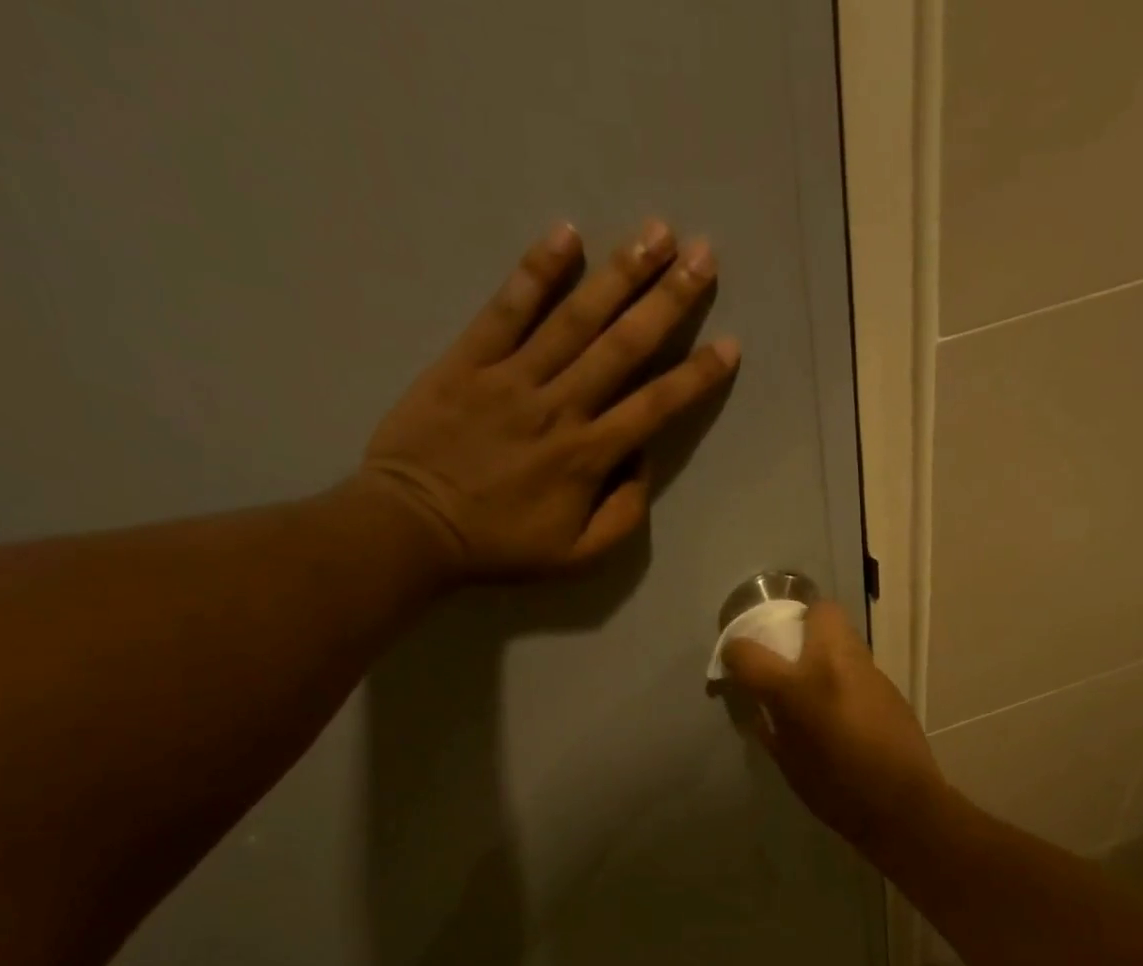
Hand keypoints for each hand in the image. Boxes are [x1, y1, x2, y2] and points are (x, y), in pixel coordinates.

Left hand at [358, 219, 737, 581]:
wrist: (413, 527)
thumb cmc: (501, 546)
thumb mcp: (577, 556)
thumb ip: (623, 514)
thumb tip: (643, 460)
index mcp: (588, 456)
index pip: (655, 406)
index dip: (696, 376)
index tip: (730, 345)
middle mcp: (559, 405)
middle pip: (623, 345)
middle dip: (668, 300)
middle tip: (703, 255)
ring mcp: (512, 376)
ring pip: (575, 317)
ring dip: (619, 273)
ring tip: (657, 232)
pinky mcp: (468, 359)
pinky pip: (507, 308)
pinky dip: (537, 271)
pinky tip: (567, 234)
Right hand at [720, 602, 946, 853]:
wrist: (902, 805)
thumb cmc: (835, 791)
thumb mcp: (786, 763)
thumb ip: (768, 726)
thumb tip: (760, 706)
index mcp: (797, 688)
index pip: (749, 651)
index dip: (734, 653)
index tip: (734, 664)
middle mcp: (834, 664)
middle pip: (818, 611)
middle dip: (800, 622)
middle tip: (790, 655)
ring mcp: (868, 671)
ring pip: (844, 634)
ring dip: (825, 647)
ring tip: (817, 682)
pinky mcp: (890, 685)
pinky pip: (859, 664)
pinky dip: (844, 673)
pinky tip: (844, 705)